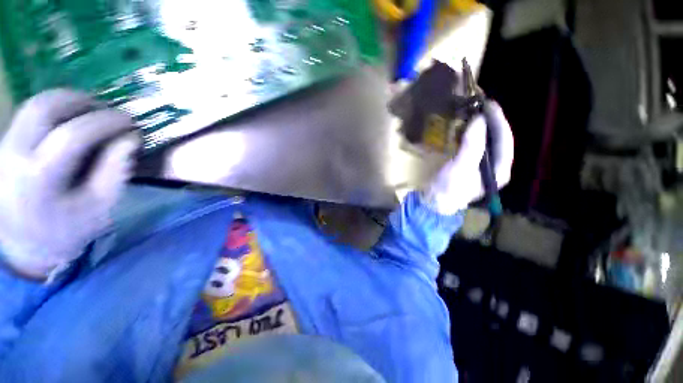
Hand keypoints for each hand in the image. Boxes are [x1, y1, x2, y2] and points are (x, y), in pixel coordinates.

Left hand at [0, 89, 138, 279]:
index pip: (72, 135)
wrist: (27, 245)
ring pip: (34, 105)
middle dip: (81, 101)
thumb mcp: (101, 207)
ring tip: (91, 112)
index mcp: (39, 180)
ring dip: (67, 101)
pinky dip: (55, 110)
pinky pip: (30, 114)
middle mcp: (14, 156)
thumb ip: (116, 172)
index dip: (105, 122)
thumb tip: (131, 140)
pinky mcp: (4, 145)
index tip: (130, 122)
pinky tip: (71, 120)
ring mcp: (5, 148)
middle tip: (107, 110)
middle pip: (44, 108)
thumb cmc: (68, 230)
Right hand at [422, 102, 513, 214]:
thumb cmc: (449, 188)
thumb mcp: (461, 168)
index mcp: (499, 170)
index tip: (489, 105)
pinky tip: (466, 129)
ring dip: (482, 128)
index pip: (505, 141)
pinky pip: (475, 146)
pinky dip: (472, 135)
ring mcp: (482, 167)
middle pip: (498, 140)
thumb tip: (479, 120)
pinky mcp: (470, 165)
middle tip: (480, 107)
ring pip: (487, 142)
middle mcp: (495, 167)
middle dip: (491, 123)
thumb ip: (472, 145)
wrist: (434, 202)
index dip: (498, 121)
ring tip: (474, 113)